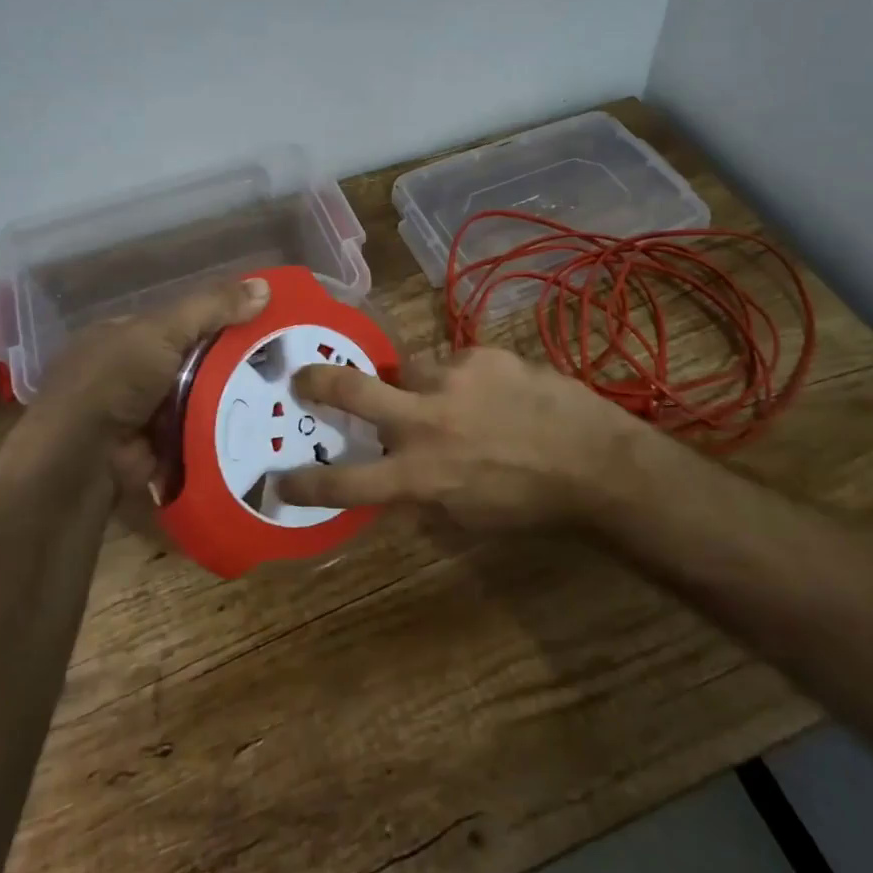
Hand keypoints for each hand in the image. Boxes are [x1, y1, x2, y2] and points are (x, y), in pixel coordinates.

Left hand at [18, 276, 269, 504]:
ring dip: (230, 400)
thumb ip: (211, 307)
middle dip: (232, 363)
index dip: (221, 319)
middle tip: (283, 363)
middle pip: (194, 361)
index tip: (264, 323)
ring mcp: (141, 414)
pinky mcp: (155, 450)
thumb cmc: (113, 383)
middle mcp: (130, 372)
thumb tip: (265, 286)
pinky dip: (220, 432)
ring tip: (282, 395)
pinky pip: (197, 434)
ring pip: (199, 398)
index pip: (182, 321)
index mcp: (124, 336)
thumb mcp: (162, 331)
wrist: (79, 463)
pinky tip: (261, 428)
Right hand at [274, 346, 649, 531]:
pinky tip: (491, 393)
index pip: (347, 481)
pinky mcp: (479, 354)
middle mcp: (425, 421)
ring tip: (451, 400)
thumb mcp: (468, 518)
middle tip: (302, 377)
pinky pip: (453, 362)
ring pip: (408, 370)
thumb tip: (393, 488)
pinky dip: (460, 378)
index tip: (278, 480)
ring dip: (415, 385)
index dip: (306, 483)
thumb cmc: (530, 504)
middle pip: (353, 390)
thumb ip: (422, 498)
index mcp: (419, 475)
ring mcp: (451, 379)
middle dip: (318, 382)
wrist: (594, 461)